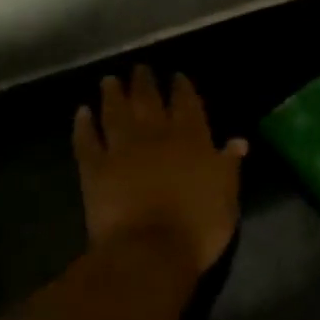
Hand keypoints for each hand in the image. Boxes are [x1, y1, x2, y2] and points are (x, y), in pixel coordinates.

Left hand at [74, 67, 247, 276]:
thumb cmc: (198, 227)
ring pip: (115, 113)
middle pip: (148, 101)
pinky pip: (86, 140)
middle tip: (140, 68)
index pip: (187, 104)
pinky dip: (83, 125)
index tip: (176, 76)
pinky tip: (81, 113)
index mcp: (191, 139)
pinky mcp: (94, 169)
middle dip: (145, 83)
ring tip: (109, 80)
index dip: (181, 88)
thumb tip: (238, 140)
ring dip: (112, 95)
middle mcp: (155, 135)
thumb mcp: (227, 197)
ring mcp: (121, 150)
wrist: (150, 251)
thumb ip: (229, 166)